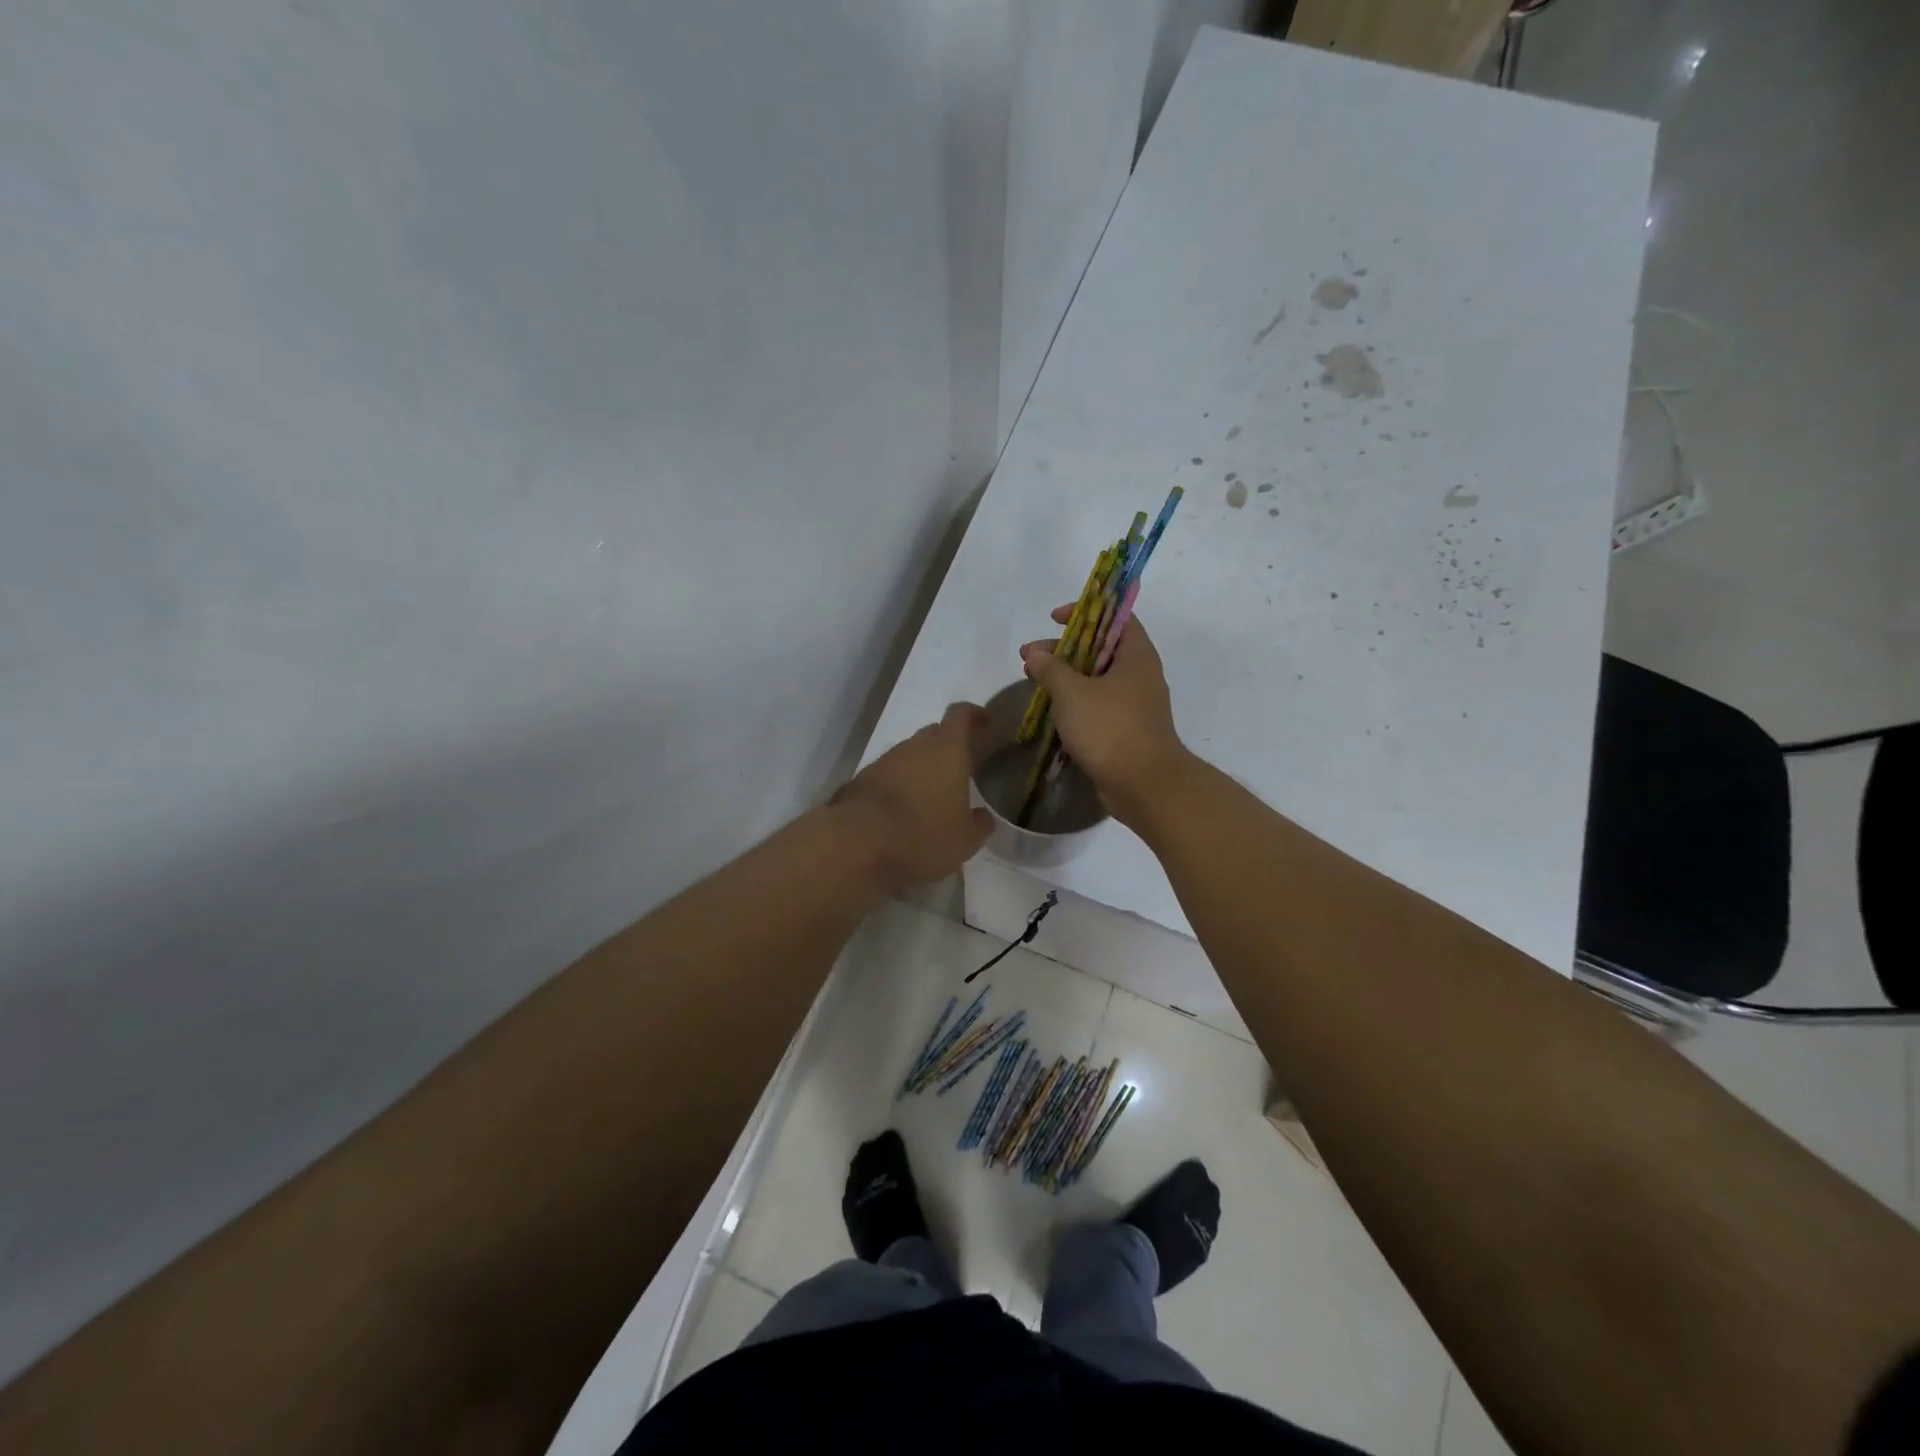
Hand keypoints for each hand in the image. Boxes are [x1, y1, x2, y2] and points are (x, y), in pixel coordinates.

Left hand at [832, 703, 993, 892]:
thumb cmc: (922, 835)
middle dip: (948, 746)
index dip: (974, 714)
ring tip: (930, 797)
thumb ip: (979, 824)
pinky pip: (887, 776)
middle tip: (960, 768)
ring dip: (921, 769)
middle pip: (934, 733)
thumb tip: (981, 816)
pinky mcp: (860, 781)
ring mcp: (884, 762)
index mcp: (947, 751)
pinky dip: (898, 786)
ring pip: (909, 755)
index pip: (961, 715)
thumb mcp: (965, 840)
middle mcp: (914, 747)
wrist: (856, 844)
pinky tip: (902, 812)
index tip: (984, 722)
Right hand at [1019, 608, 1188, 824]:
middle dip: (1064, 649)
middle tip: (1031, 657)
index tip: (1054, 619)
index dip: (1086, 611)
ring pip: (1097, 680)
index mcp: (1136, 656)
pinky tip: (1051, 712)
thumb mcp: (1072, 693)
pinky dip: (1075, 703)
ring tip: (1033, 682)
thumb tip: (1035, 652)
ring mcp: (1135, 705)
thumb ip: (1051, 668)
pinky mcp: (1127, 731)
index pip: (1116, 616)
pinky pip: (1098, 707)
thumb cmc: (1110, 728)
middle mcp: (1140, 675)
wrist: (1144, 785)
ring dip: (1066, 678)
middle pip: (1101, 649)